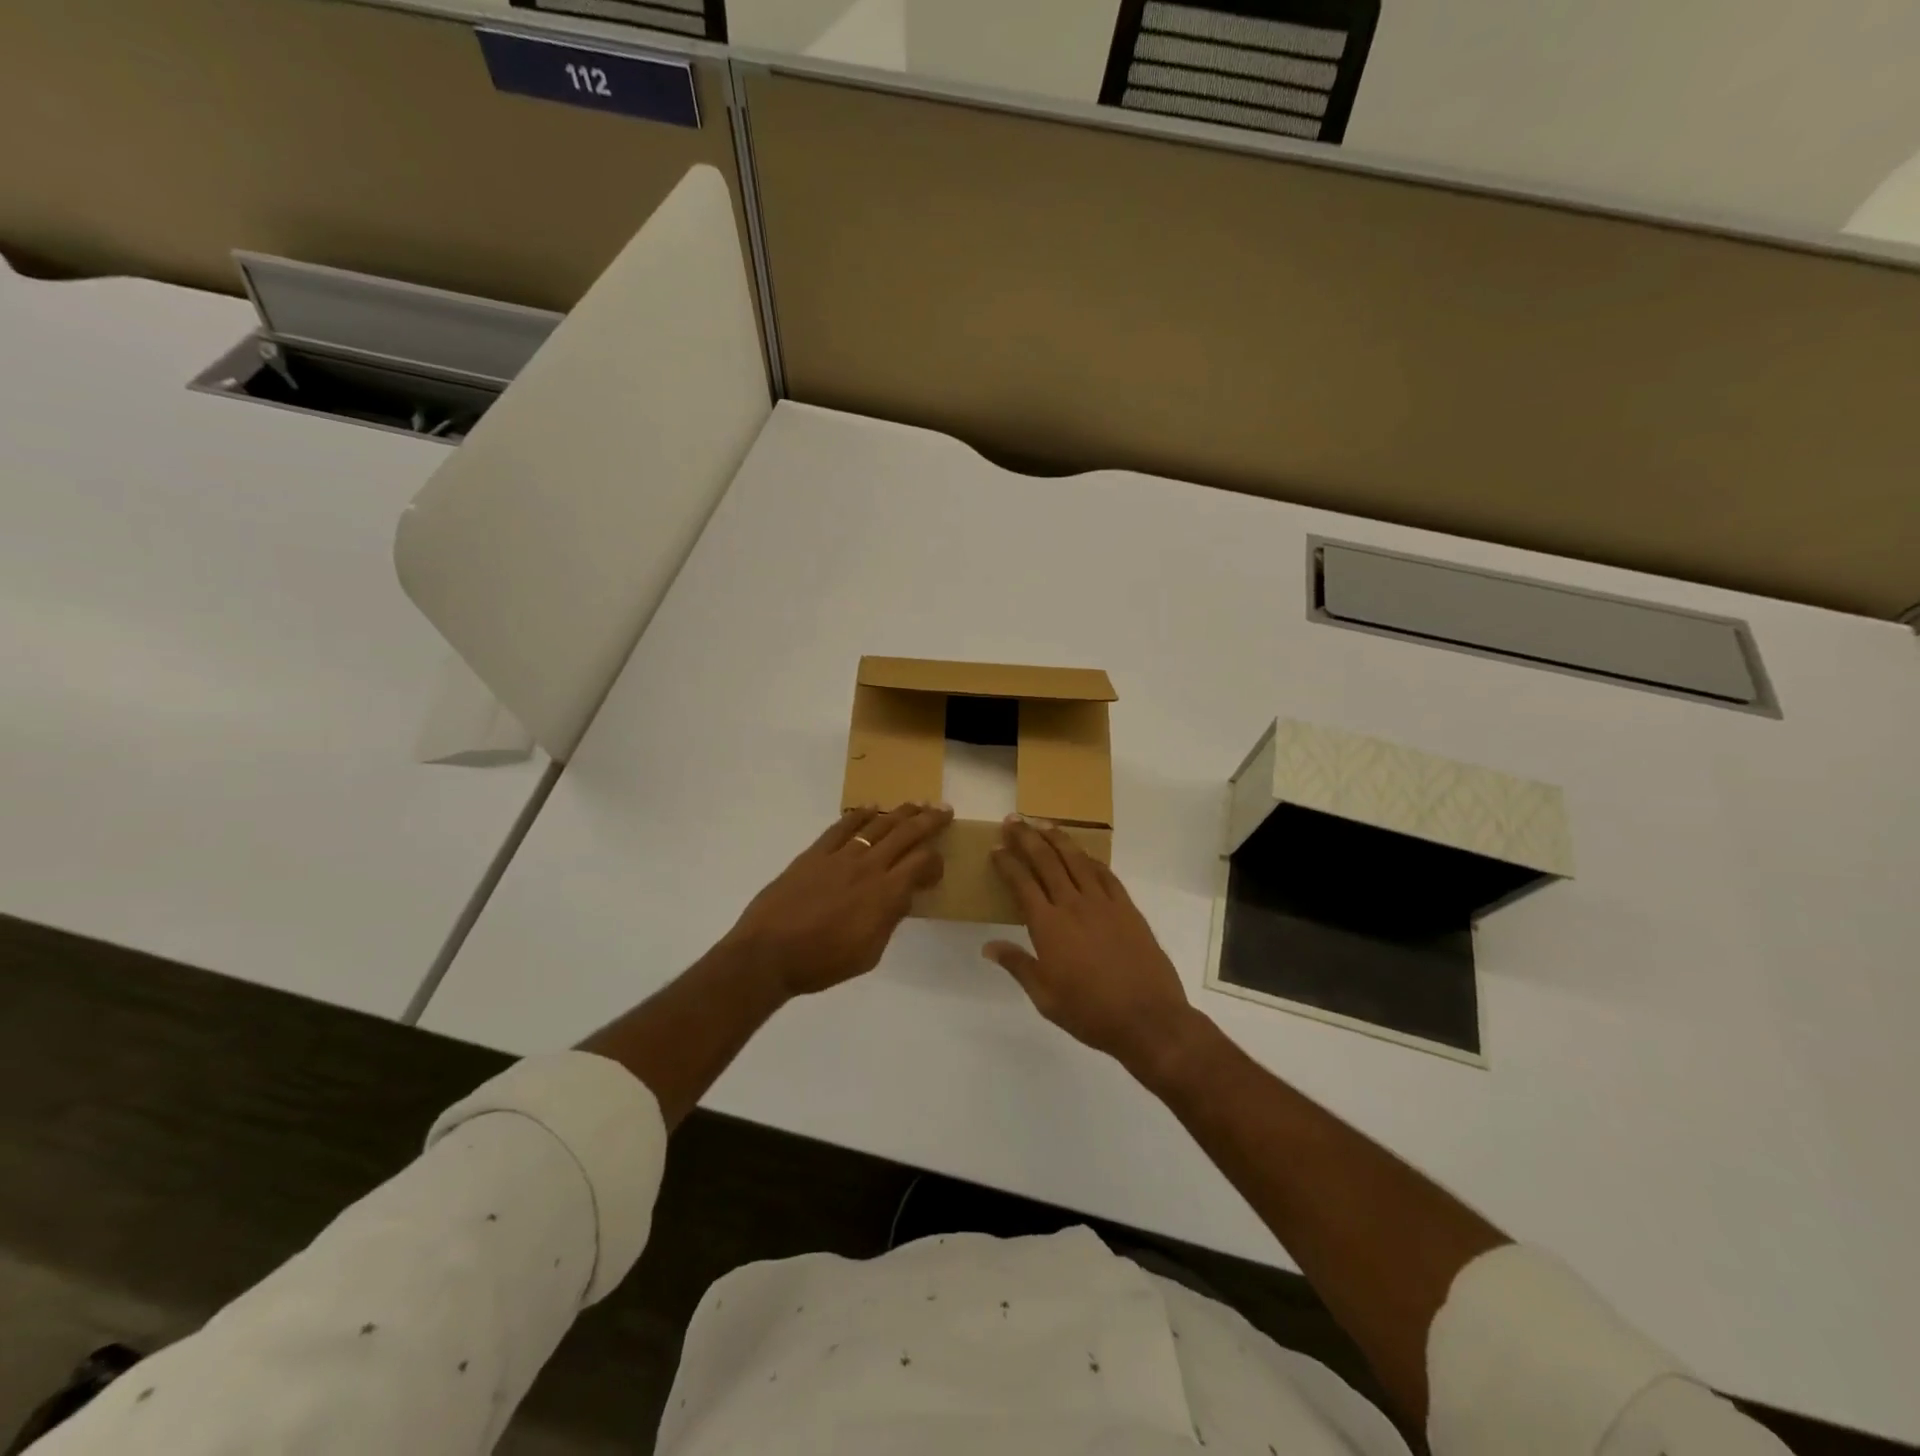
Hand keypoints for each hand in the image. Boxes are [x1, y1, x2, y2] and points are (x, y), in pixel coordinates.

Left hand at [724, 803, 952, 996]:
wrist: (768, 953)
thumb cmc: (822, 962)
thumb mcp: (869, 953)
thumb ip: (889, 920)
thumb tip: (901, 897)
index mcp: (886, 894)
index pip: (922, 863)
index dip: (936, 861)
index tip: (937, 869)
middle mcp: (868, 867)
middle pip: (906, 834)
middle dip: (929, 820)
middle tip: (945, 810)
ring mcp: (840, 856)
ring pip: (878, 825)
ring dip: (900, 812)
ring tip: (916, 804)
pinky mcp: (815, 853)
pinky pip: (842, 826)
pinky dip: (859, 815)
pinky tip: (871, 808)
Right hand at [985, 817, 1200, 1079]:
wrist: (1147, 1018)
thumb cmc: (1089, 1012)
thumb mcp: (1044, 997)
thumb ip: (1017, 965)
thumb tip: (988, 946)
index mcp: (1048, 926)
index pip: (1022, 883)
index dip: (1007, 863)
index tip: (996, 849)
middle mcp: (1073, 905)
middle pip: (1046, 861)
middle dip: (1027, 838)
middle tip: (1013, 821)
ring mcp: (1103, 903)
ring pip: (1076, 860)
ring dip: (1058, 839)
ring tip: (1044, 824)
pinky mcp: (1127, 908)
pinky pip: (1106, 874)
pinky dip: (1091, 859)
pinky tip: (1083, 854)